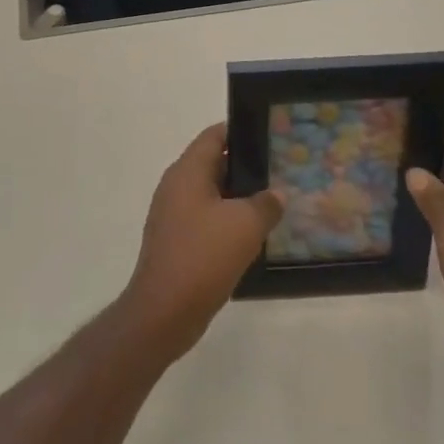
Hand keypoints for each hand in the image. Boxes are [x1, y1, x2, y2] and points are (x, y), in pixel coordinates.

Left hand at [121, 123, 283, 362]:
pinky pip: (206, 220)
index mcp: (187, 171)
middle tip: (279, 171)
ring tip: (272, 203)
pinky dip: (227, 222)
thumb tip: (276, 194)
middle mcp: (176, 186)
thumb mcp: (245, 225)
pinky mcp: (176, 241)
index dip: (241, 131)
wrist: (164, 312)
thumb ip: (265, 204)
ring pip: (211, 195)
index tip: (270, 136)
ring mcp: (173, 215)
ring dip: (238, 198)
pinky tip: (252, 235)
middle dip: (245, 167)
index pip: (215, 136)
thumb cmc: (203, 256)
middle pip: (213, 164)